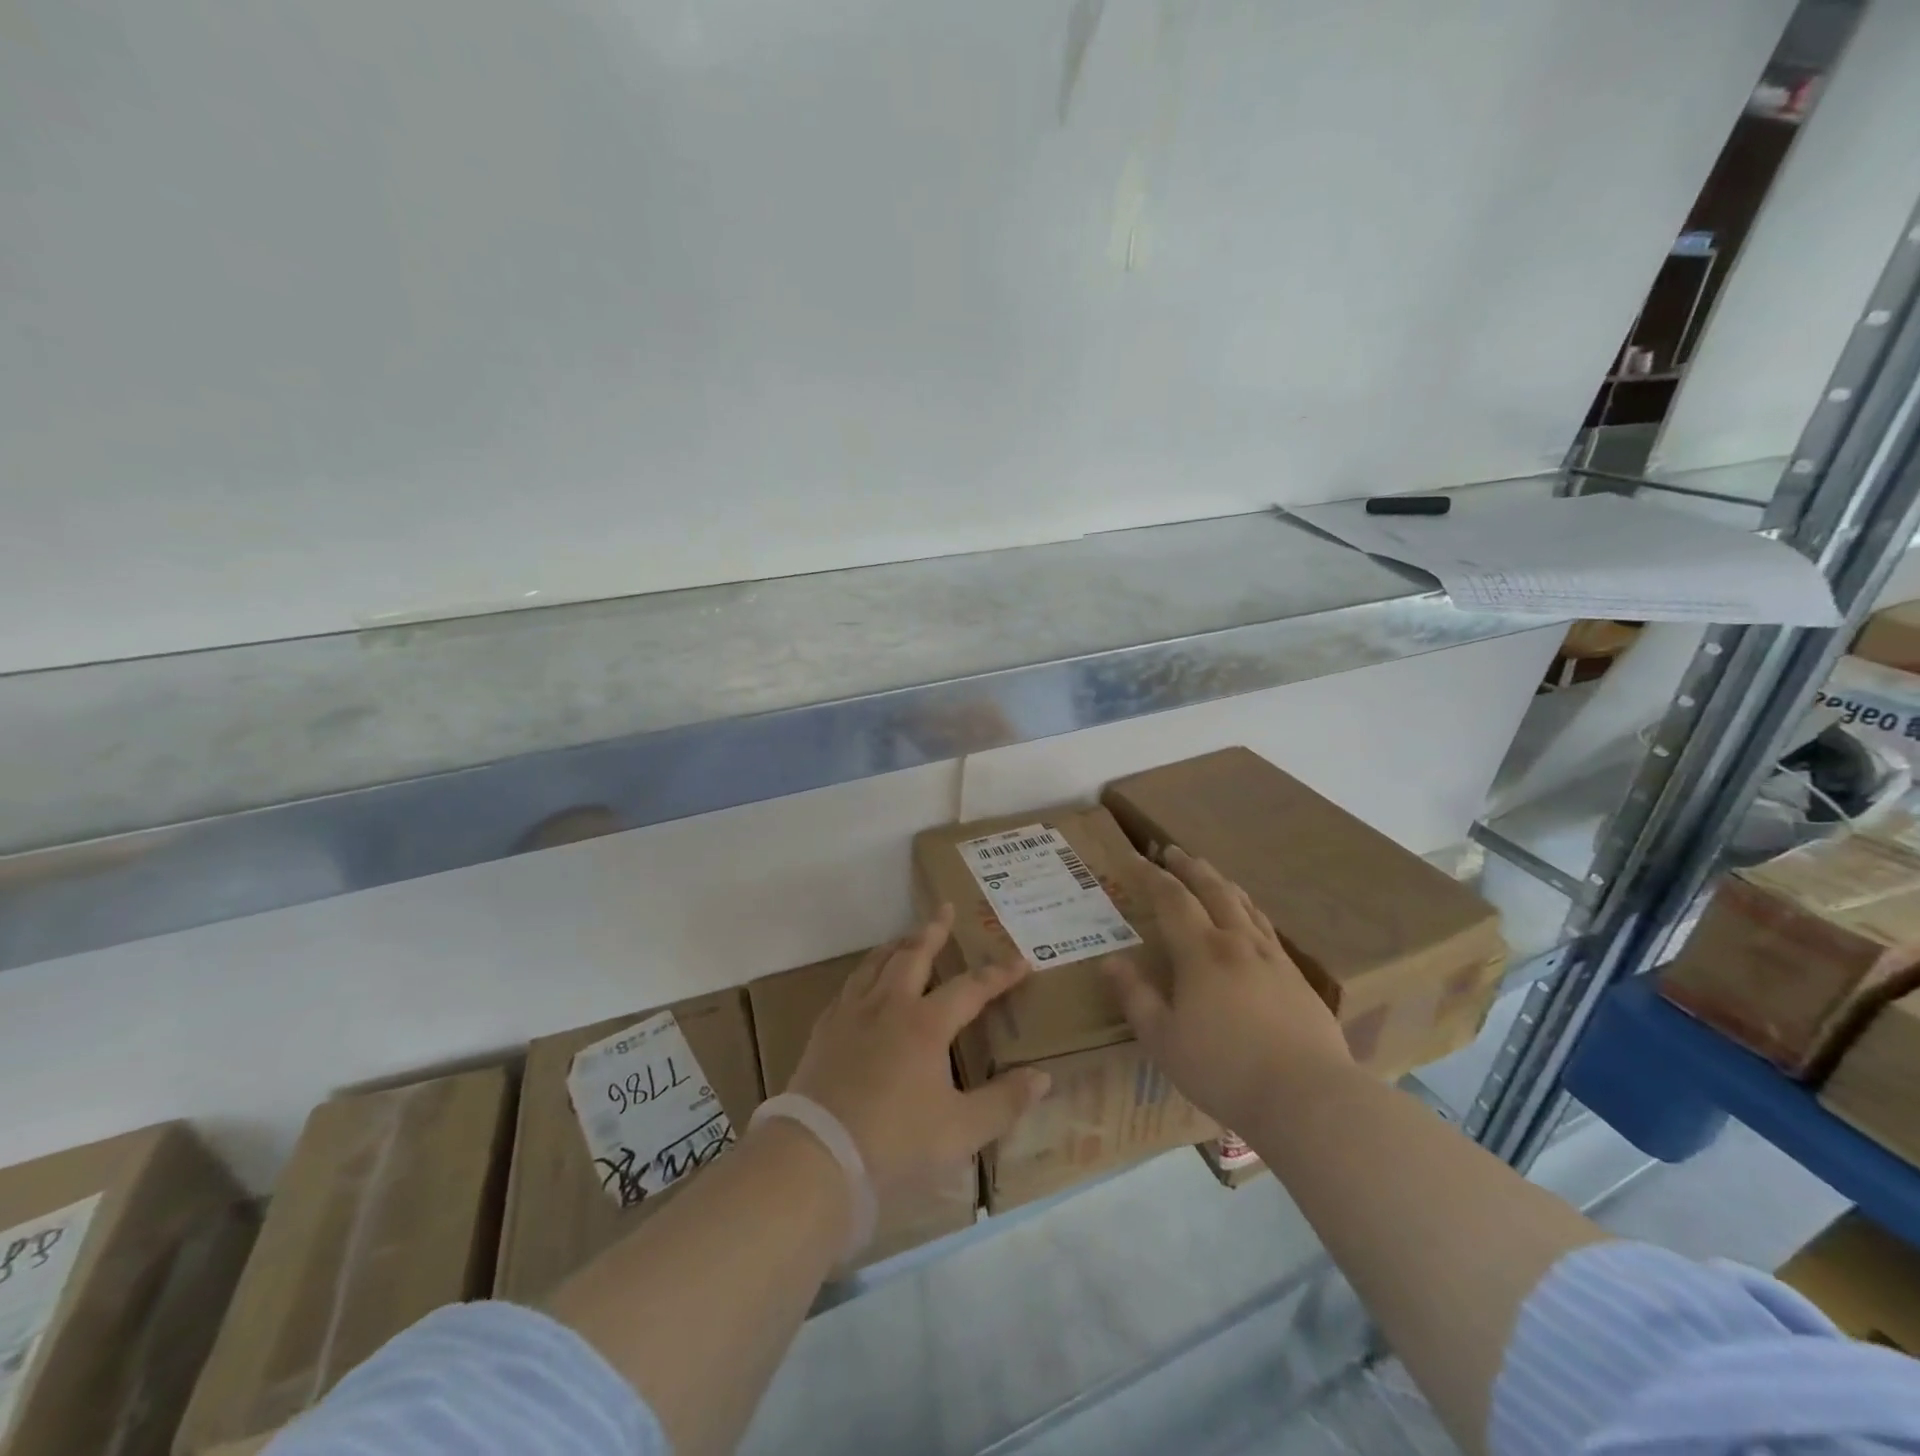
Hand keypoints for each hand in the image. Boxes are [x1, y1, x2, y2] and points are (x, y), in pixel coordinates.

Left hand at [787, 906, 1050, 1196]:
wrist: (817, 1154)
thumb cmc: (895, 1142)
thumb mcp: (960, 1131)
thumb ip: (1004, 1103)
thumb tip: (1042, 1076)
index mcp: (926, 1025)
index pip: (971, 988)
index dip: (998, 974)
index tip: (1020, 961)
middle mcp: (890, 1006)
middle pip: (914, 955)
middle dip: (934, 931)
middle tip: (946, 909)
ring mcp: (852, 1014)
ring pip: (877, 963)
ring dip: (897, 945)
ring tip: (907, 936)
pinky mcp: (825, 1029)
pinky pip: (850, 986)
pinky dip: (865, 972)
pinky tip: (865, 981)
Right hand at [1102, 846, 1350, 1129]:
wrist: (1309, 1098)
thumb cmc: (1224, 1069)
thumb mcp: (1164, 1040)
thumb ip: (1136, 998)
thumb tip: (1110, 962)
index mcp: (1202, 953)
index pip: (1173, 900)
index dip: (1152, 877)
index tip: (1136, 858)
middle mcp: (1238, 943)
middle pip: (1213, 891)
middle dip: (1190, 868)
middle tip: (1173, 851)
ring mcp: (1274, 959)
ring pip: (1245, 906)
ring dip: (1223, 884)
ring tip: (1211, 875)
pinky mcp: (1298, 979)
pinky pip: (1268, 929)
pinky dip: (1251, 911)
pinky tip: (1252, 922)